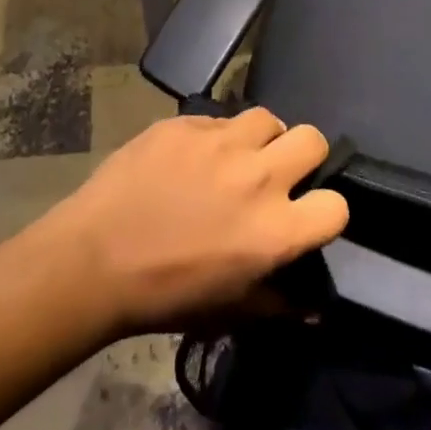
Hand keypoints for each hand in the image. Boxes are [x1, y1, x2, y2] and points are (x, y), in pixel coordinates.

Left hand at [39, 108, 348, 336]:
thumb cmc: (165, 295)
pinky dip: (216, 136)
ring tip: (239, 156)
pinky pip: (218, 119)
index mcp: (275, 230)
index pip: (336, 206)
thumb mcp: (230, 311)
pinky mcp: (185, 123)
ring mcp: (220, 142)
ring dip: (261, 137)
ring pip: (267, 118)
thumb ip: (280, 304)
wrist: (94, 259)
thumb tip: (315, 307)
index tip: (306, 216)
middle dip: (304, 156)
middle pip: (313, 139)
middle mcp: (257, 176)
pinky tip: (192, 157)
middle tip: (278, 174)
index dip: (325, 212)